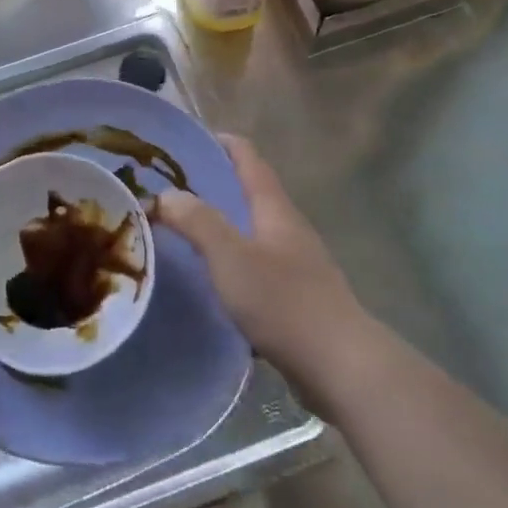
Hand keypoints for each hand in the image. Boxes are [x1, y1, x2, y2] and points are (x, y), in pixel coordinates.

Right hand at [154, 136, 372, 412]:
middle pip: (250, 193)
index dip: (221, 143)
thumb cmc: (284, 302)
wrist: (340, 366)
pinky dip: (231, 262)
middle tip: (170, 189)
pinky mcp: (297, 298)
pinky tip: (211, 280)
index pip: (248, 159)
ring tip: (183, 232)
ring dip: (221, 225)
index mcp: (275, 209)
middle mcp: (288, 229)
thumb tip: (166, 195)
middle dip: (214, 185)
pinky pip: (257, 267)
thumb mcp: (231, 256)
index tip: (187, 140)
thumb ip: (197, 221)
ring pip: (252, 232)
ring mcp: (297, 264)